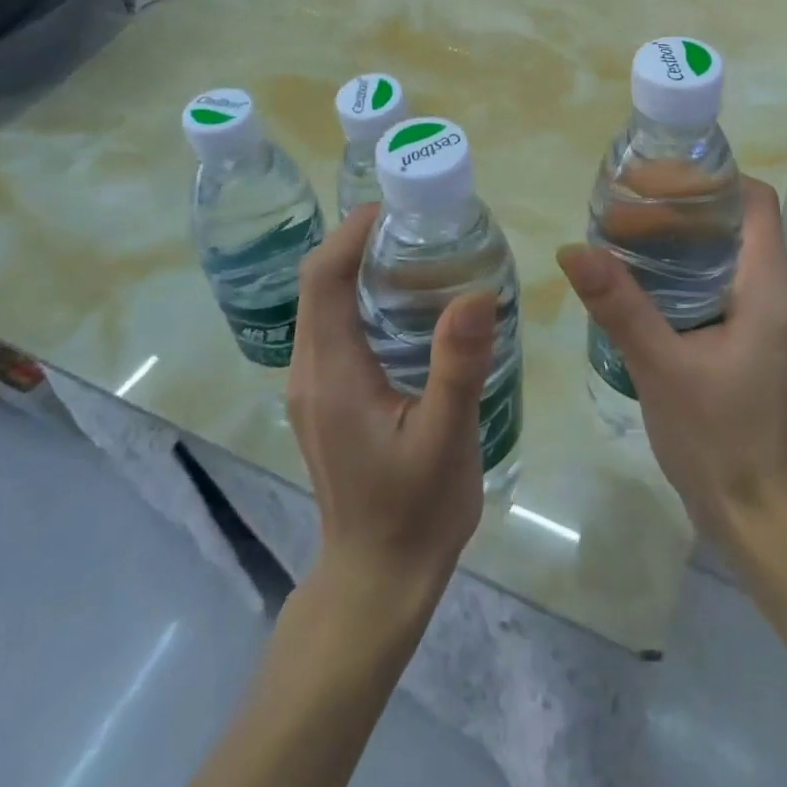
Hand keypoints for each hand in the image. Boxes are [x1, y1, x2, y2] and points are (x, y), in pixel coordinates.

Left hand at [288, 205, 499, 610]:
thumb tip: (477, 292)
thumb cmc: (413, 511)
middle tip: (421, 223)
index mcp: (330, 373)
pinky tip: (412, 305)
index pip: (323, 278)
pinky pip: (335, 328)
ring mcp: (313, 387)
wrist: (378, 581)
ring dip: (362, 267)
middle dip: (360, 241)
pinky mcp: (327, 399)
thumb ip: (458, 365)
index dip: (352, 232)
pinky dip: (363, 298)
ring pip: (325, 304)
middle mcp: (309, 371)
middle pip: (319, 283)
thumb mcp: (445, 438)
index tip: (399, 206)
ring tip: (422, 251)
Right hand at [557, 177, 786, 562]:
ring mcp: (766, 319)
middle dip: (682, 207)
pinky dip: (683, 271)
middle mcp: (776, 293)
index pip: (754, 202)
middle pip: (735, 223)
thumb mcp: (662, 367)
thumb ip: (619, 305)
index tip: (657, 179)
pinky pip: (719, 285)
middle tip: (624, 207)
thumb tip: (573, 249)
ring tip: (624, 235)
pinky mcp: (750, 341)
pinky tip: (640, 282)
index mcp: (769, 288)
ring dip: (680, 240)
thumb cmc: (719, 439)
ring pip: (725, 254)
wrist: (757, 516)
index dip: (710, 180)